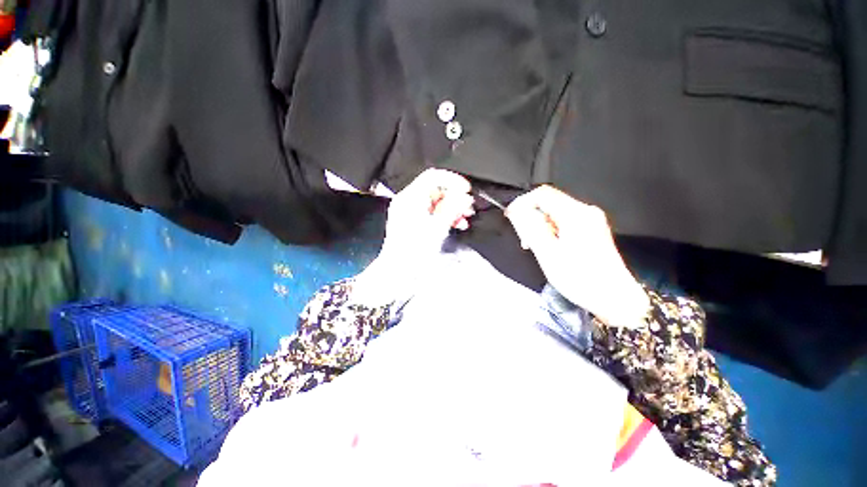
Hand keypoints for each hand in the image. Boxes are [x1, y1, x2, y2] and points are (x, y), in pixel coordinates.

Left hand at [354, 169, 474, 304]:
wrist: (399, 271)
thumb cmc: (413, 253)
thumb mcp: (437, 229)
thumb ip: (452, 209)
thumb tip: (465, 197)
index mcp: (411, 198)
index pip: (433, 177)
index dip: (453, 180)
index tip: (466, 190)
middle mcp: (408, 201)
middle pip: (436, 189)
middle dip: (455, 197)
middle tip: (468, 208)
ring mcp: (410, 211)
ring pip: (436, 201)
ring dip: (452, 207)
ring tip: (464, 218)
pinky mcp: (413, 221)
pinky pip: (432, 211)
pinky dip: (445, 215)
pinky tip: (456, 223)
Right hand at [506, 186, 648, 327]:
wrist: (615, 298)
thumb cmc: (581, 279)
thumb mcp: (548, 254)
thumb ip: (530, 229)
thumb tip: (517, 211)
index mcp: (575, 215)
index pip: (543, 194)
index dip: (522, 202)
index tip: (511, 217)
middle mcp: (586, 211)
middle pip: (549, 202)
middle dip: (531, 217)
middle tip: (524, 239)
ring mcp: (591, 219)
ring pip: (555, 212)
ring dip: (540, 225)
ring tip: (535, 246)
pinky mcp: (592, 229)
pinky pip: (564, 221)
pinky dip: (551, 230)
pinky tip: (549, 246)